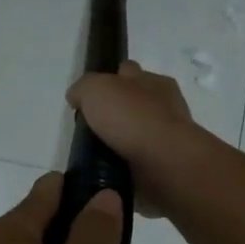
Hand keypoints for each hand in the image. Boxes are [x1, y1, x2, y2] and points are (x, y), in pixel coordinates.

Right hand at [66, 61, 201, 217]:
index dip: (108, 80)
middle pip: (134, 104)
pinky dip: (128, 165)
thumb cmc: (132, 119)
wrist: (164, 163)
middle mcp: (164, 106)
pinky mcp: (166, 166)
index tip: (90, 98)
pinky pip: (141, 162)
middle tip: (91, 128)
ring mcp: (168, 138)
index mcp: (153, 81)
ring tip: (96, 154)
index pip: (128, 72)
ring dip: (121, 142)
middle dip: (116, 113)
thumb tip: (77, 97)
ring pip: (137, 135)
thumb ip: (84, 88)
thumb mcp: (96, 89)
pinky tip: (112, 171)